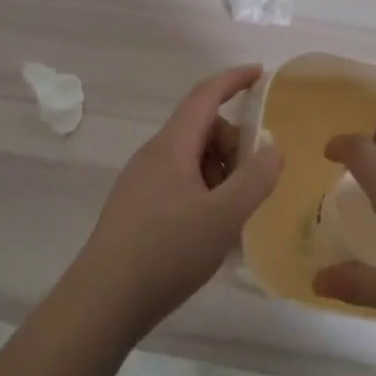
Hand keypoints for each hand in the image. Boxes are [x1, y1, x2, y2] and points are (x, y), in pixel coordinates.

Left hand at [66, 65, 283, 338]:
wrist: (103, 302)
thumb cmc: (166, 252)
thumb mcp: (223, 217)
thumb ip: (254, 179)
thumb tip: (272, 148)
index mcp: (172, 146)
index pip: (205, 95)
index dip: (234, 80)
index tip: (261, 73)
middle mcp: (153, 155)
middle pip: (201, 128)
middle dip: (232, 144)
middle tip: (251, 183)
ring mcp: (141, 181)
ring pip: (190, 158)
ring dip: (219, 173)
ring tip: (231, 215)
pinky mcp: (136, 208)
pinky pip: (179, 182)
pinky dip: (203, 192)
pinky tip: (210, 230)